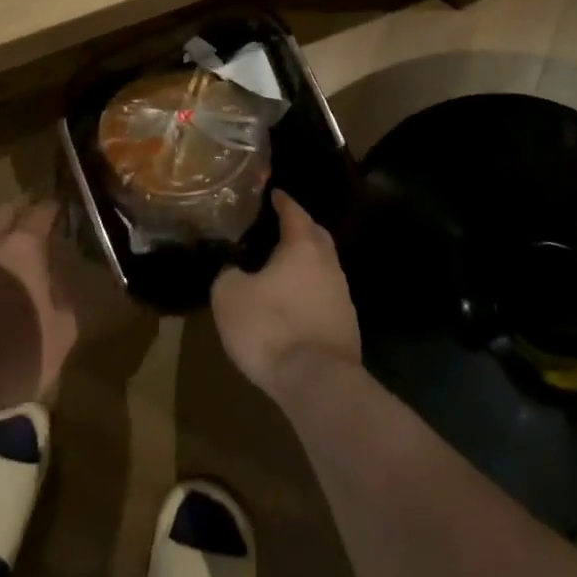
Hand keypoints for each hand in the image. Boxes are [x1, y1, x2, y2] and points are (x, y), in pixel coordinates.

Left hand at [0, 197, 81, 399]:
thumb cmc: (21, 346)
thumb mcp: (61, 331)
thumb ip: (63, 303)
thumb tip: (58, 291)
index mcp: (25, 246)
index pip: (40, 213)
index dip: (50, 209)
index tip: (57, 208)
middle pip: (4, 210)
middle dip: (18, 209)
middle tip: (29, 214)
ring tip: (0, 235)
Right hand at [211, 190, 361, 399]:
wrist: (318, 383)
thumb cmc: (270, 327)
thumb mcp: (229, 296)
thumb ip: (228, 274)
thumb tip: (234, 270)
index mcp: (302, 246)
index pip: (294, 211)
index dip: (283, 201)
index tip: (275, 194)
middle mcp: (328, 264)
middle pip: (317, 236)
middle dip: (301, 228)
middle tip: (280, 228)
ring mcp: (343, 296)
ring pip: (324, 268)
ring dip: (306, 265)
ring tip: (283, 270)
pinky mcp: (347, 327)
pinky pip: (326, 297)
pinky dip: (311, 293)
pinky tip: (295, 305)